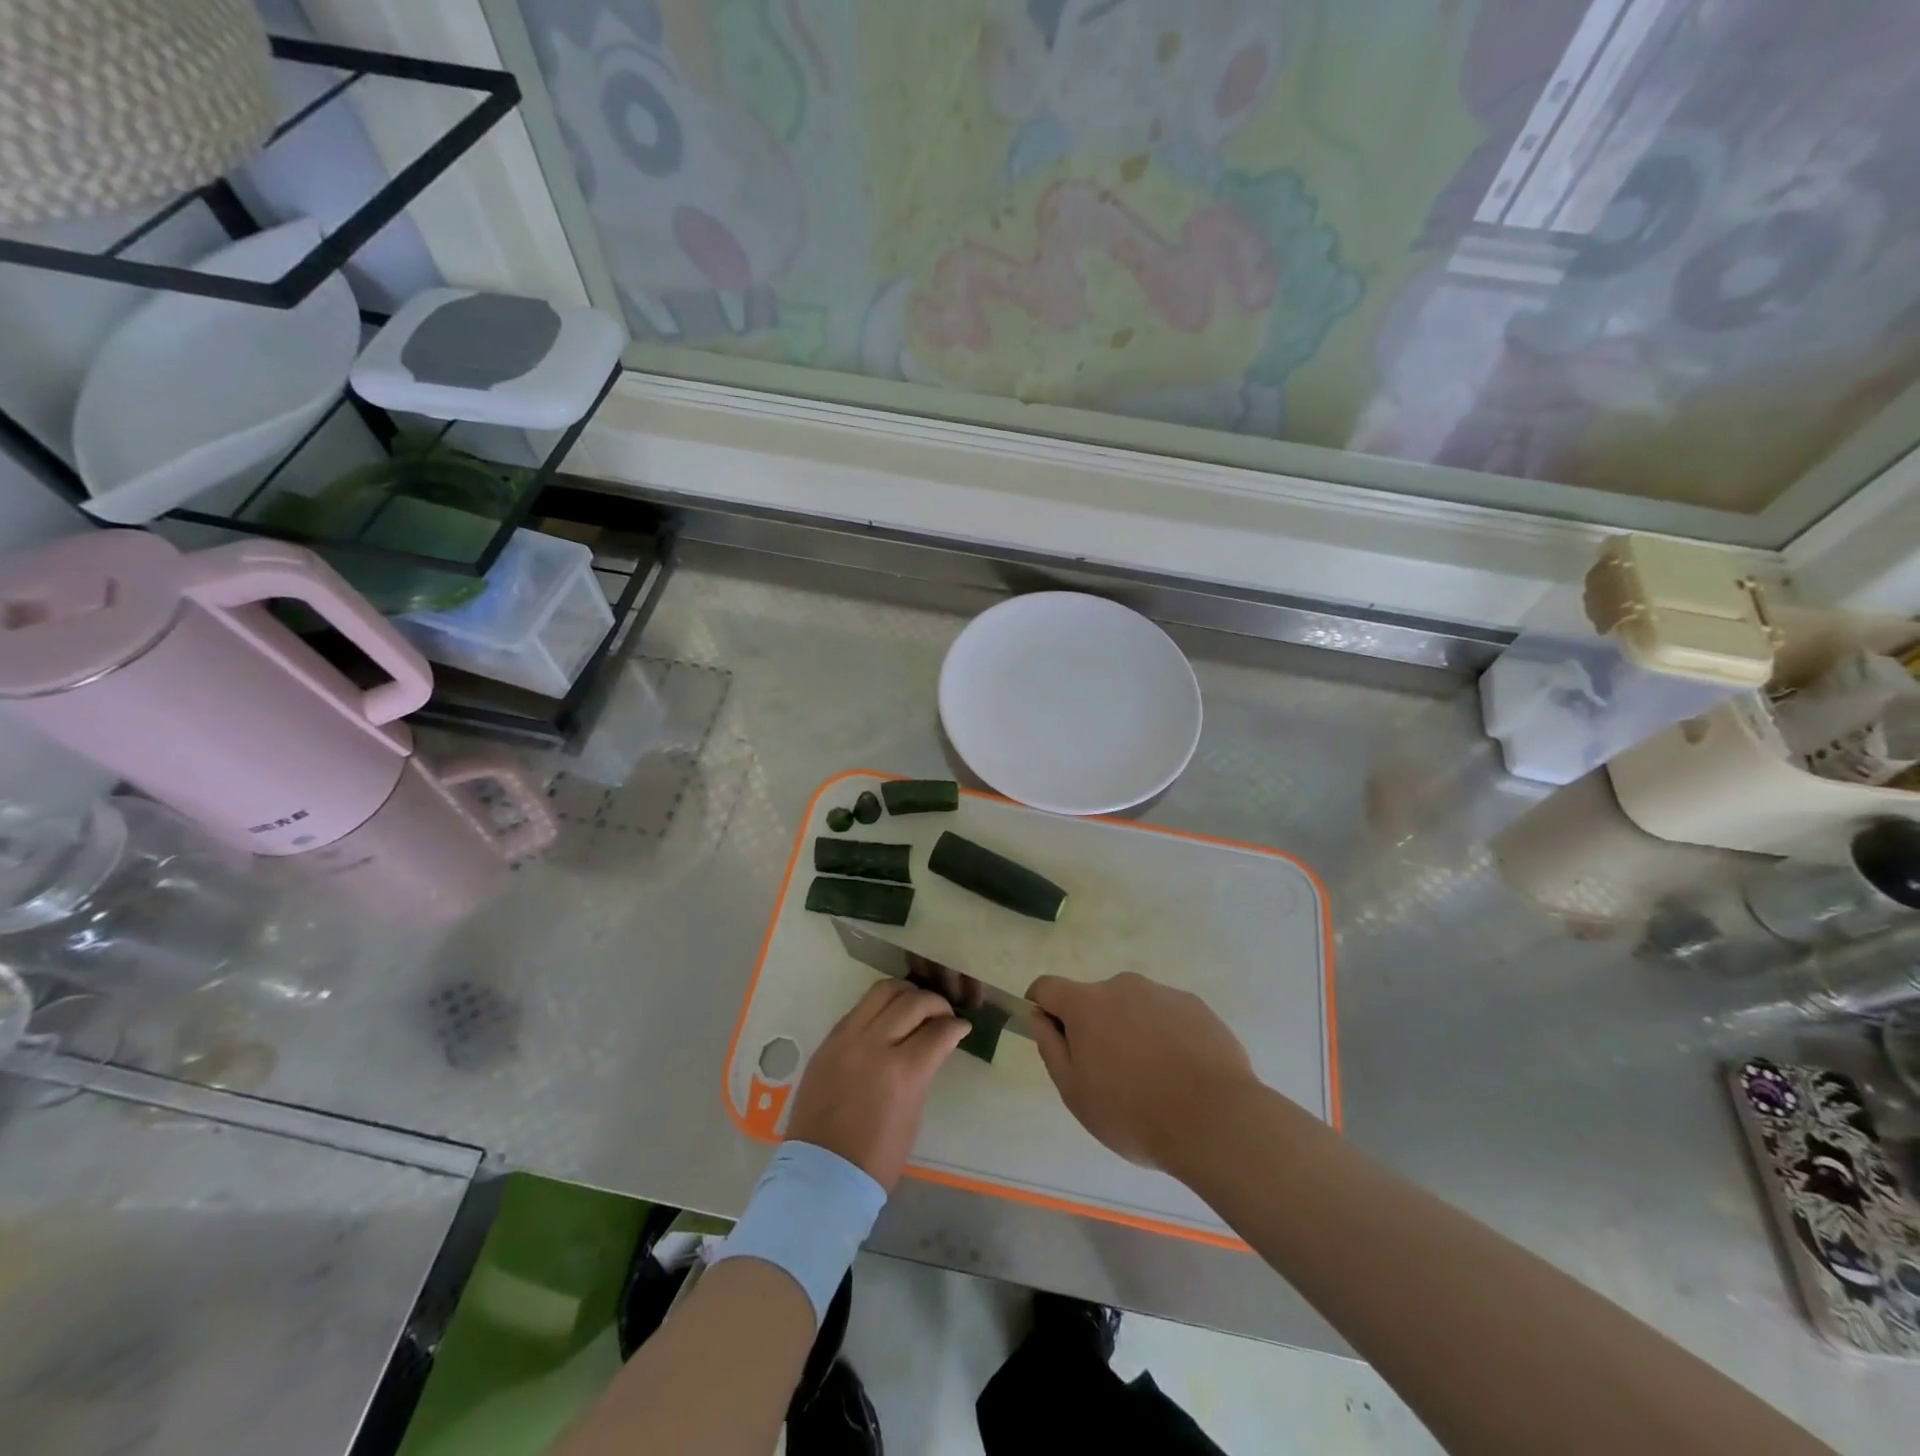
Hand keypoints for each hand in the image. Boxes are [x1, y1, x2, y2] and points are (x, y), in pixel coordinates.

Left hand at [786, 980, 970, 1190]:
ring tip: (915, 1005)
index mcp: (903, 1071)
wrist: (822, 1173)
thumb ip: (923, 1070)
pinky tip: (887, 1018)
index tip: (962, 1026)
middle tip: (943, 1014)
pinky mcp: (828, 1041)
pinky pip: (858, 1009)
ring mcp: (847, 1039)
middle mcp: (874, 1045)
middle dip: (936, 1003)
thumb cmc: (878, 1156)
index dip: (956, 1026)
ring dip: (905, 993)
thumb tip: (933, 1043)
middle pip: (912, 1002)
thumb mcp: (913, 1111)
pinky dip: (878, 1007)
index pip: (938, 1031)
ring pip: (882, 991)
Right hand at [1027, 972, 1256, 1171]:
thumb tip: (1040, 1018)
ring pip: (1133, 1008)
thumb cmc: (1133, 1113)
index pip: (1047, 987)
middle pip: (1094, 1000)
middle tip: (1109, 1076)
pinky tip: (1181, 1075)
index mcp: (1087, 1004)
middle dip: (1094, 1028)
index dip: (1041, 1007)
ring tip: (1153, 1080)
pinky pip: (1167, 1016)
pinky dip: (1165, 1037)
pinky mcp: (1196, 1006)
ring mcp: (1163, 993)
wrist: (1216, 1120)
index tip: (1050, 1035)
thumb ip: (1051, 1048)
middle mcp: (1123, 986)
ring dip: (1131, 1032)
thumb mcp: (1075, 1093)